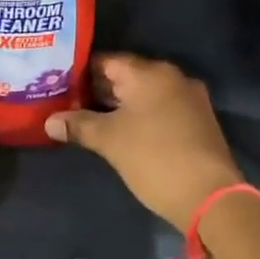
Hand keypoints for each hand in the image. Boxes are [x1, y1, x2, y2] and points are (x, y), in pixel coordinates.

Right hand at [45, 54, 242, 230]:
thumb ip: (78, 125)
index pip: (106, 61)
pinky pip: (160, 109)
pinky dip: (140, 116)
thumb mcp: (109, 141)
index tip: (58, 85)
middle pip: (126, 76)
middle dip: (97, 90)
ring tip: (88, 119)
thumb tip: (49, 121)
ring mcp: (188, 99)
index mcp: (150, 73)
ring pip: (144, 94)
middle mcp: (172, 77)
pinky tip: (121, 132)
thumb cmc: (154, 158)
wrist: (210, 197)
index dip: (80, 72)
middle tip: (68, 103)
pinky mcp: (197, 121)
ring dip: (119, 105)